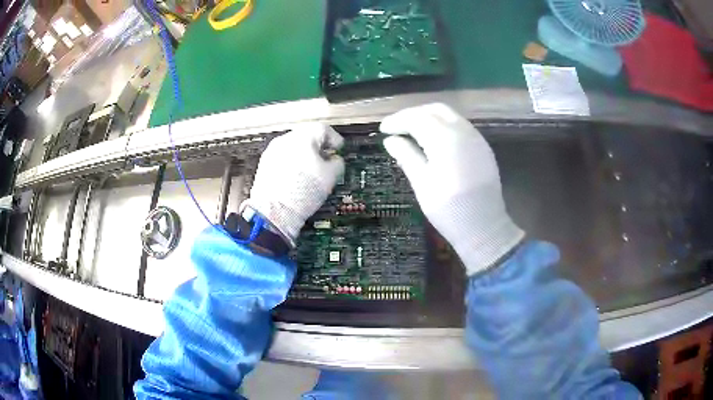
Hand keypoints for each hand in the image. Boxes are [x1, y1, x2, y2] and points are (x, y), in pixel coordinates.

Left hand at [241, 123, 344, 245]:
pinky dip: (292, 164)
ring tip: (312, 171)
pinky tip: (298, 178)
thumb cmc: (300, 193)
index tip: (338, 148)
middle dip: (319, 147)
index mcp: (302, 138)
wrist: (274, 211)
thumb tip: (335, 161)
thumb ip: (337, 163)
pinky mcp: (265, 165)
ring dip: (305, 155)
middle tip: (327, 158)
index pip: (323, 130)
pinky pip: (283, 158)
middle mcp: (285, 140)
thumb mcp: (331, 177)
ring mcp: (272, 152)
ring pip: (294, 147)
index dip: (335, 139)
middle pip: (307, 136)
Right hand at [381, 103, 523, 274]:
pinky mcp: (483, 147)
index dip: (397, 120)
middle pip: (435, 110)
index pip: (417, 118)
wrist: (484, 227)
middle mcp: (463, 131)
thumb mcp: (422, 183)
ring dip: (429, 118)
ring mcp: (476, 138)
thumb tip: (390, 140)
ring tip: (412, 132)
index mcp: (445, 139)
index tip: (383, 129)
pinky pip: (460, 126)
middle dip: (413, 114)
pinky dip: (443, 126)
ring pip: (449, 115)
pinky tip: (434, 140)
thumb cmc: (449, 209)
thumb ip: (406, 156)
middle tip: (397, 127)